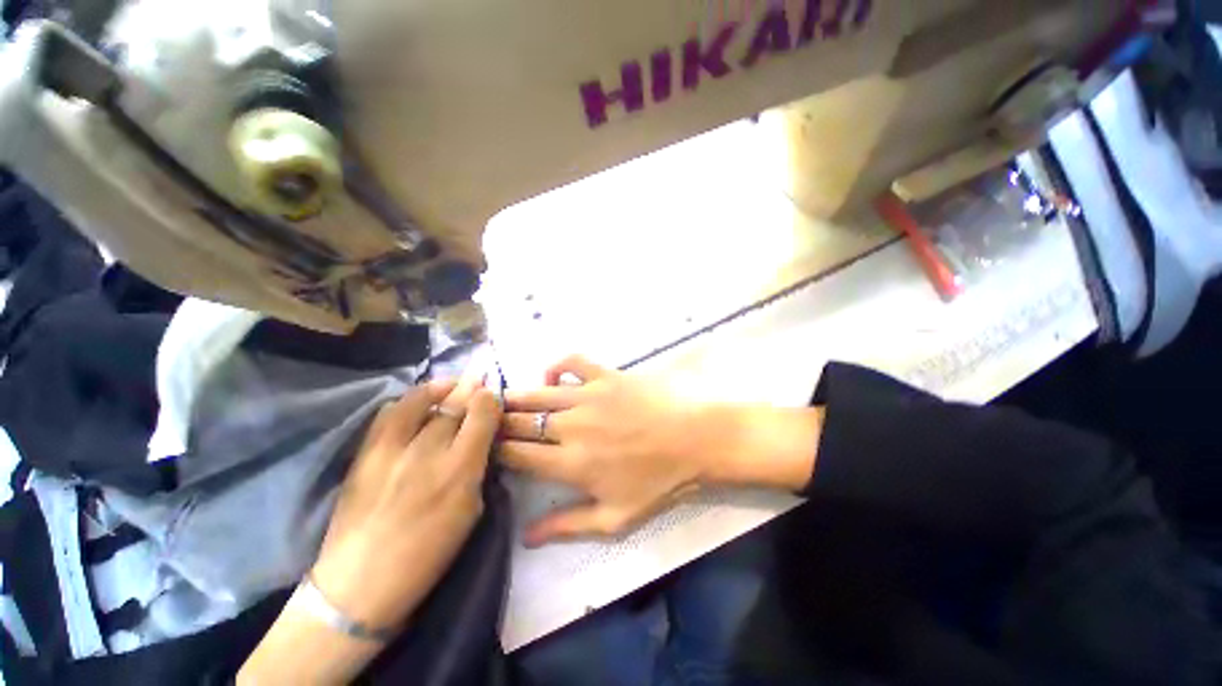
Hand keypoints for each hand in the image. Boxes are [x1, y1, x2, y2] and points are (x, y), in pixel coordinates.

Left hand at [310, 371, 501, 629]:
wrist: (360, 582)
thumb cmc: (429, 554)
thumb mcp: (471, 512)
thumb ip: (478, 469)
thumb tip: (481, 439)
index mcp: (461, 469)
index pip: (482, 415)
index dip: (489, 399)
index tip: (492, 395)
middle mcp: (429, 450)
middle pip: (454, 404)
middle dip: (470, 390)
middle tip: (478, 382)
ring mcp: (393, 449)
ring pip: (420, 400)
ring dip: (440, 388)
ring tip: (449, 386)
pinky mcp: (366, 453)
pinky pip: (389, 413)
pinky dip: (407, 402)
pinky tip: (416, 405)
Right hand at [499, 356, 711, 545]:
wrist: (694, 439)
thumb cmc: (658, 481)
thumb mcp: (616, 517)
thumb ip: (568, 525)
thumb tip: (526, 537)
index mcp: (570, 463)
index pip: (516, 455)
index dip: (495, 451)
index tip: (486, 451)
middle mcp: (571, 426)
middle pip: (520, 421)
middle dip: (497, 423)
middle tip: (486, 423)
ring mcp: (587, 396)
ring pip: (537, 392)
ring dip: (515, 397)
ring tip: (502, 401)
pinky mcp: (605, 375)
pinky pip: (571, 362)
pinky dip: (556, 366)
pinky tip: (552, 377)